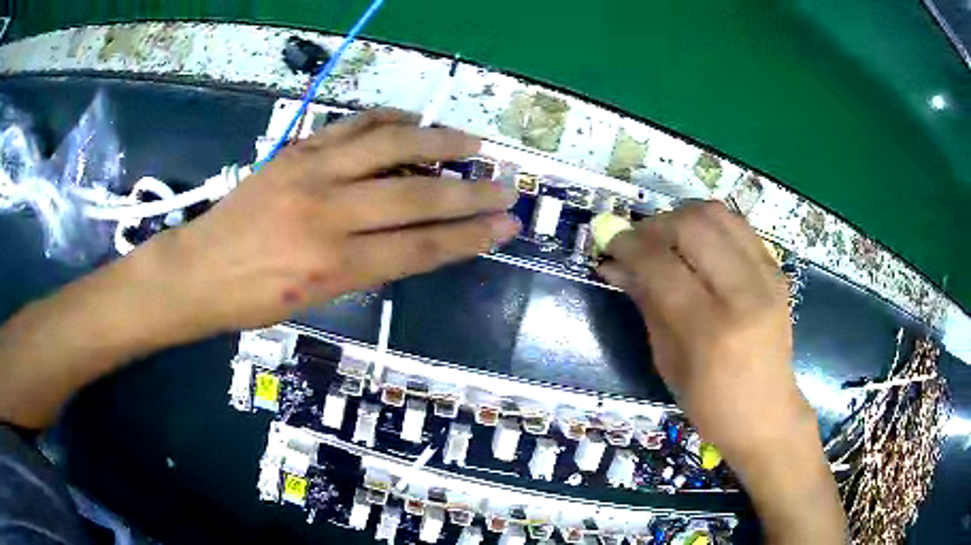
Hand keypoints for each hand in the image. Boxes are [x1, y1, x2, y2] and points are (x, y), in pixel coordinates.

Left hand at [144, 109, 520, 338]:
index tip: (506, 226)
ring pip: (390, 146)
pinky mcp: (296, 151)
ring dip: (439, 141)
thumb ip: (365, 266)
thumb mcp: (314, 300)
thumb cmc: (252, 300)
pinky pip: (352, 125)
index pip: (420, 248)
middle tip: (506, 186)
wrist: (198, 269)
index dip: (469, 237)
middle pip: (416, 196)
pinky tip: (411, 120)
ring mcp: (310, 173)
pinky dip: (388, 119)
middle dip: (471, 193)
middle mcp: (327, 214)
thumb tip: (409, 238)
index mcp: (332, 266)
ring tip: (472, 142)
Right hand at [599, 201, 843, 542]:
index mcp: (710, 330)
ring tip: (669, 239)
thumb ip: (645, 303)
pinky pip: (739, 227)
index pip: (661, 266)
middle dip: (656, 224)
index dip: (629, 246)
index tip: (610, 242)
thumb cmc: (709, 403)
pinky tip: (700, 246)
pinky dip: (711, 227)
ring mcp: (767, 278)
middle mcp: (743, 295)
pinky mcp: (778, 271)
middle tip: (640, 241)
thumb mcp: (667, 361)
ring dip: (683, 217)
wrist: (766, 413)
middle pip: (693, 226)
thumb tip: (613, 264)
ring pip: (719, 215)